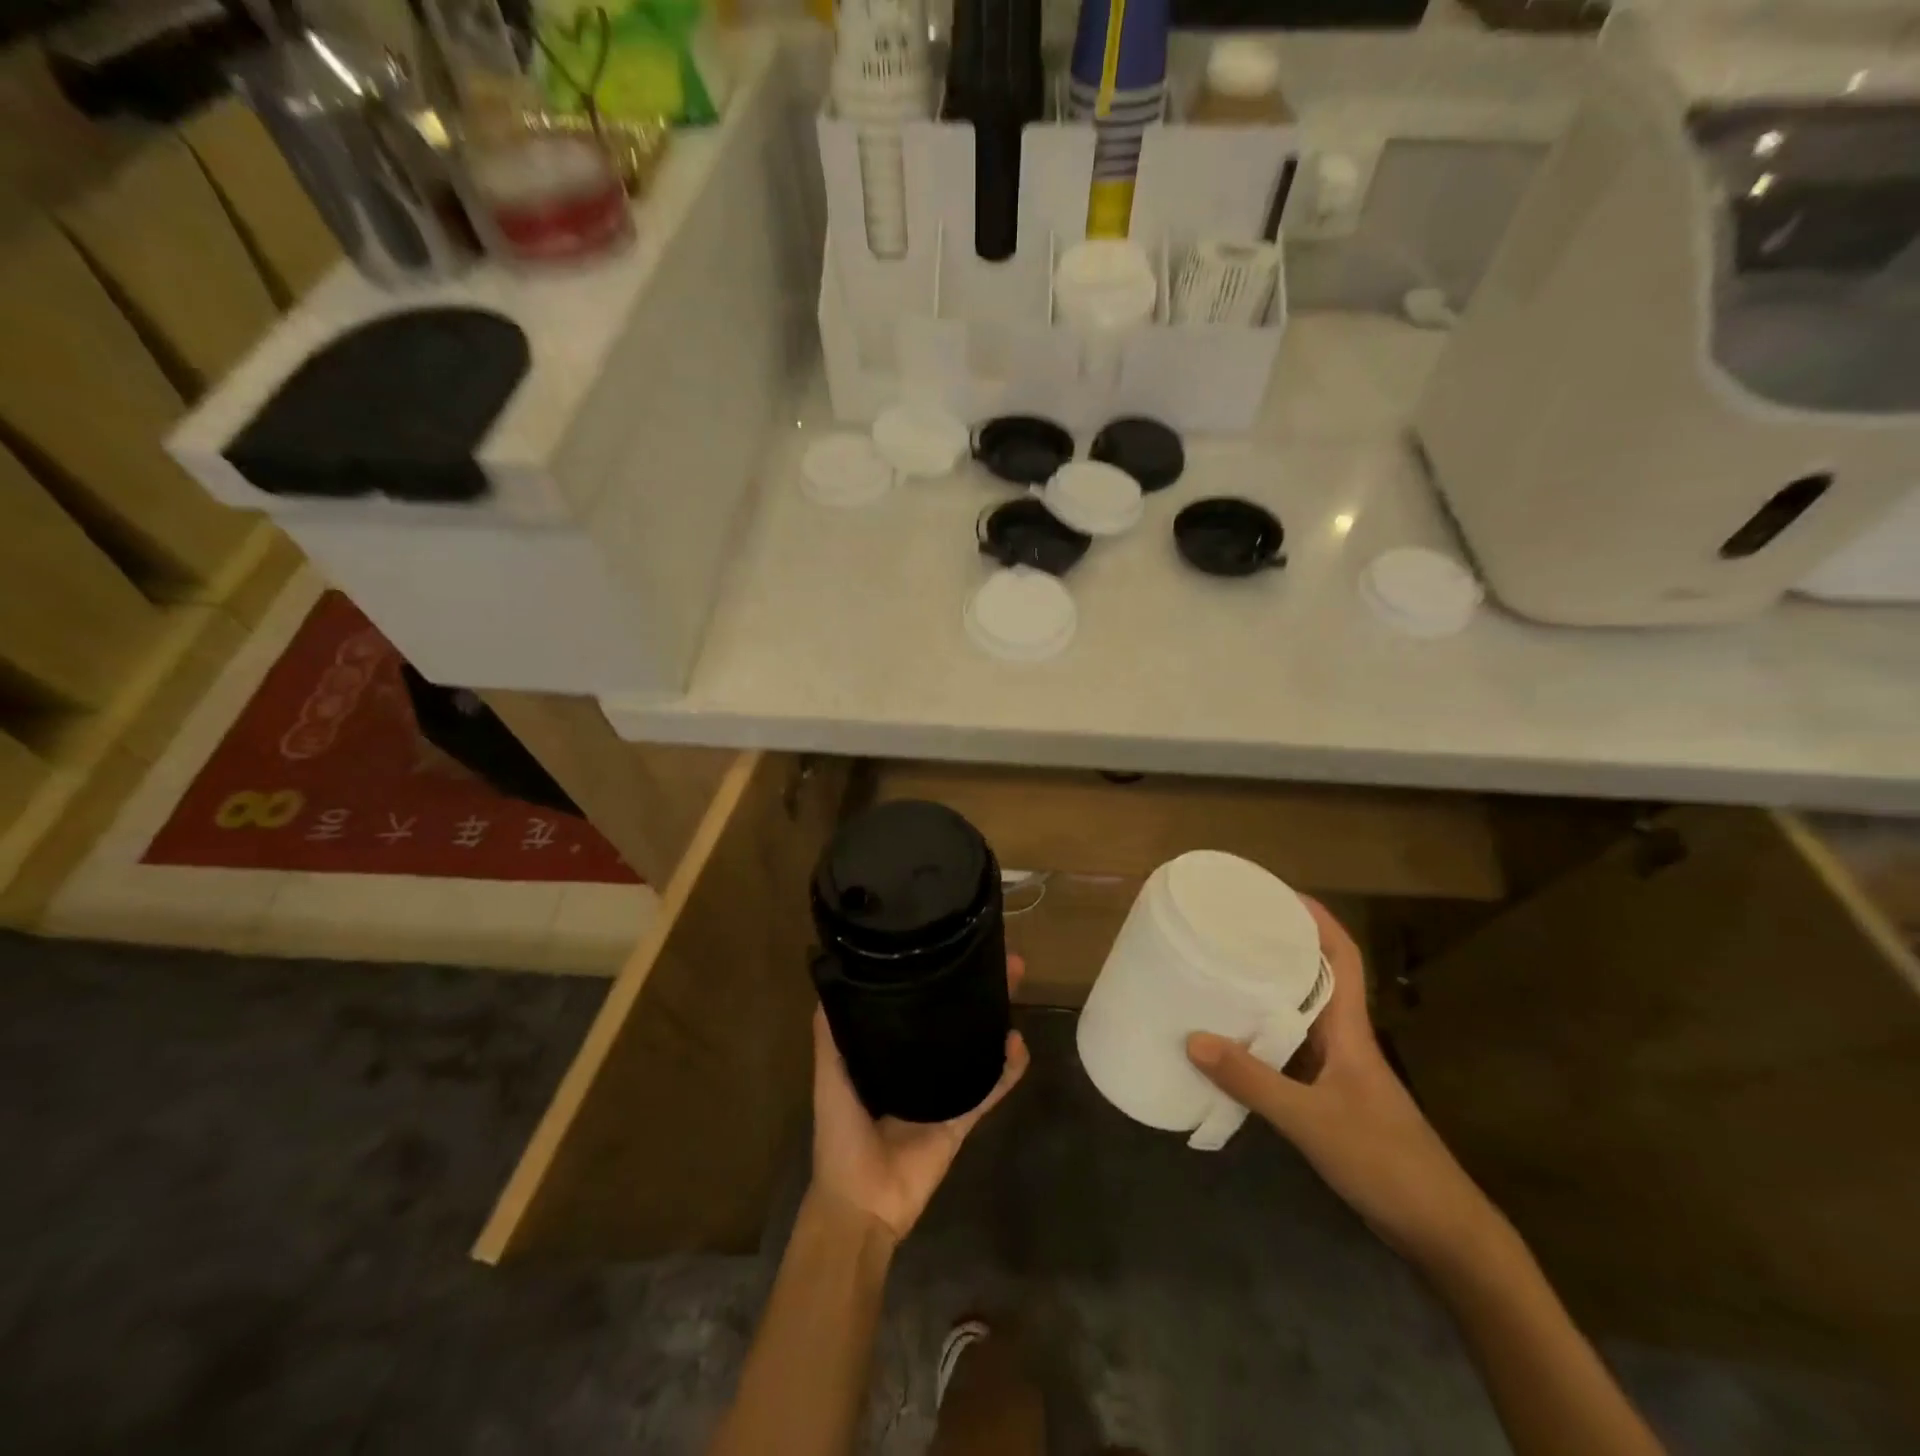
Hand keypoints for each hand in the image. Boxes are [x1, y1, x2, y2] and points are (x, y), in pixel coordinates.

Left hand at [810, 956, 1030, 1243]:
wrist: (861, 1202)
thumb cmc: (840, 1135)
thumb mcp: (830, 1077)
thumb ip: (830, 1035)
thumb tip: (832, 979)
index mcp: (889, 1054)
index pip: (916, 1007)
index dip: (935, 978)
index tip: (950, 946)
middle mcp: (919, 1066)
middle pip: (953, 1019)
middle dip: (975, 988)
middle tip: (1000, 959)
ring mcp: (945, 1091)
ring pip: (978, 1046)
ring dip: (997, 1016)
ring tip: (1014, 984)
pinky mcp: (963, 1117)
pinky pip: (991, 1088)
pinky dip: (1008, 1068)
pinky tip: (1018, 1043)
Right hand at [1186, 899, 1503, 1272]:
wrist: (1440, 1231)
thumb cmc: (1385, 1161)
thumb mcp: (1312, 1121)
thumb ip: (1253, 1081)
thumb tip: (1193, 1038)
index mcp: (1350, 1030)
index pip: (1342, 957)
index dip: (1316, 919)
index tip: (1278, 893)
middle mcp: (1344, 1040)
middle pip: (1316, 977)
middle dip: (1281, 947)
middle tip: (1232, 929)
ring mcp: (1339, 1071)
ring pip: (1300, 1015)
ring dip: (1268, 992)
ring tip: (1221, 973)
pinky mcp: (1330, 1098)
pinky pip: (1290, 1051)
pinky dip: (1262, 1038)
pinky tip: (1231, 1043)